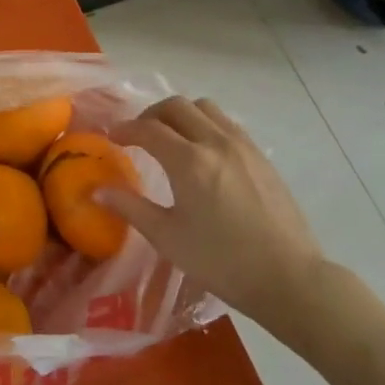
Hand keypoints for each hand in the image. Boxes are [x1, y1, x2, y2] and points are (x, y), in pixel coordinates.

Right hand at [107, 97, 329, 334]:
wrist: (288, 278)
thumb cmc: (221, 261)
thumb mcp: (168, 237)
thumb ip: (130, 207)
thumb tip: (96, 191)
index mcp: (189, 161)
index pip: (148, 129)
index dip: (125, 129)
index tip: (112, 138)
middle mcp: (214, 142)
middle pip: (176, 106)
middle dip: (151, 115)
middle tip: (139, 135)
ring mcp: (242, 145)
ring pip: (204, 108)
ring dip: (181, 114)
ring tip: (171, 137)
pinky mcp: (260, 155)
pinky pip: (226, 123)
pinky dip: (205, 124)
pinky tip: (203, 152)